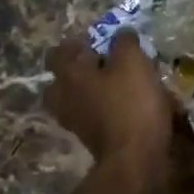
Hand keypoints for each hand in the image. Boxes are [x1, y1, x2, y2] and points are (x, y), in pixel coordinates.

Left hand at [46, 32, 174, 169]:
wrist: (135, 158)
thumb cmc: (131, 103)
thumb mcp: (133, 62)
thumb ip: (124, 43)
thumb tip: (122, 34)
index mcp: (70, 76)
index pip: (57, 54)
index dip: (74, 45)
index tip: (94, 42)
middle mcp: (65, 99)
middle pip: (61, 81)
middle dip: (79, 72)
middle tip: (102, 65)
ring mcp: (76, 123)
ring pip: (77, 101)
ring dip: (92, 92)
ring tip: (118, 86)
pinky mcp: (92, 140)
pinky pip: (92, 117)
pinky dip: (104, 110)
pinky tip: (127, 107)